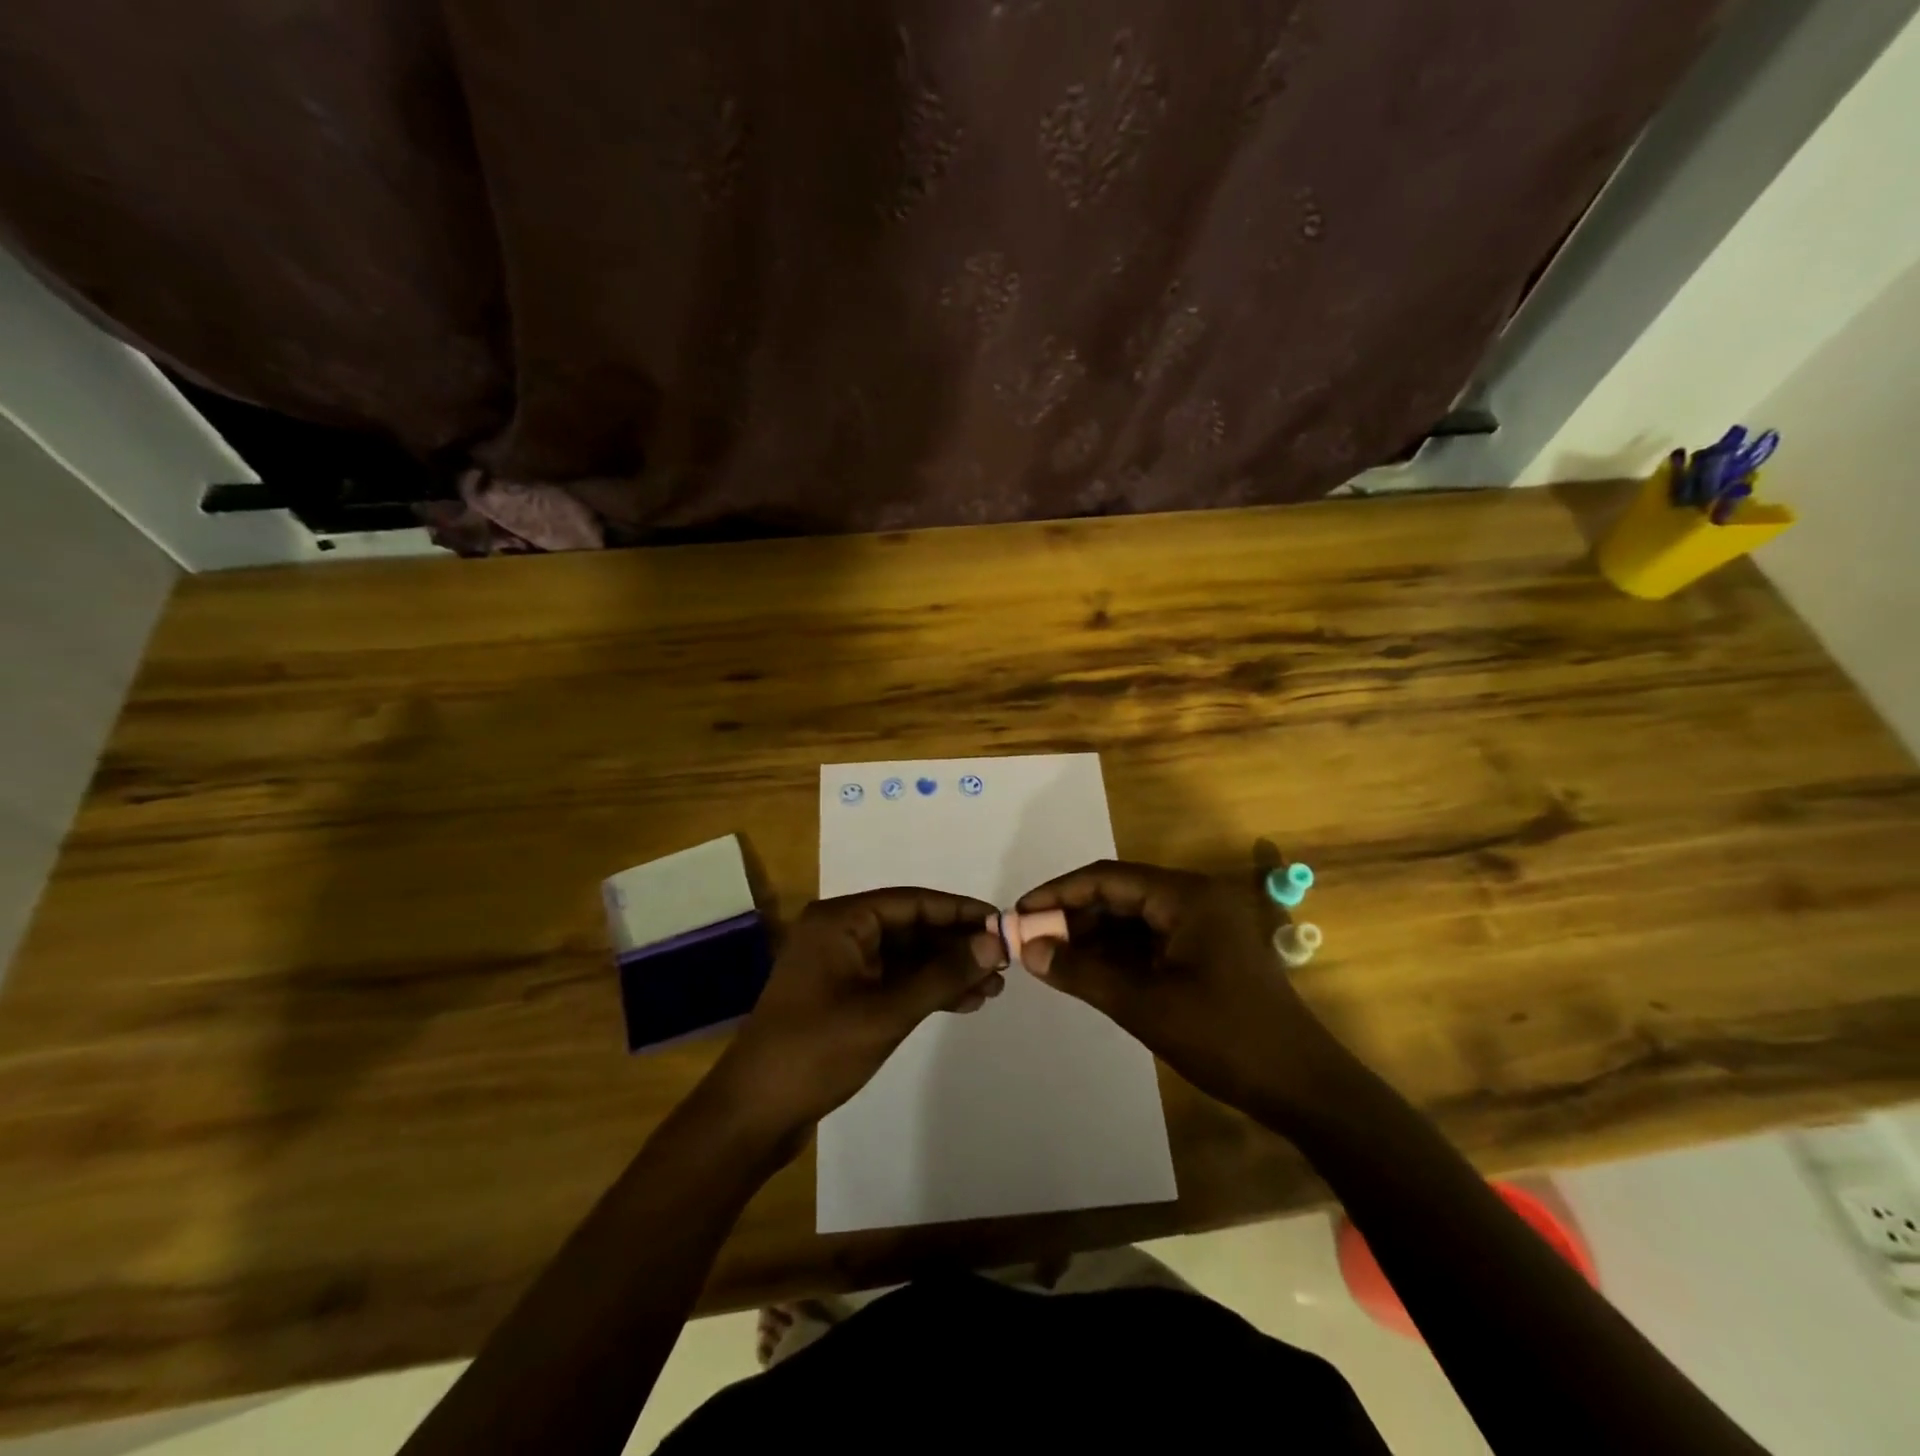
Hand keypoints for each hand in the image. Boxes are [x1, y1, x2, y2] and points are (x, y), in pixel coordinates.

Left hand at [707, 888, 1005, 1138]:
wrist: (755, 1113)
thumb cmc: (817, 1051)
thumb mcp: (887, 1011)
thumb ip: (942, 974)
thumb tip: (993, 943)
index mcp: (840, 920)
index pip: (912, 902)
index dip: (959, 912)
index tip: (1002, 924)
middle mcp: (839, 932)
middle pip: (910, 927)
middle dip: (956, 946)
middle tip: (1003, 964)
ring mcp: (839, 965)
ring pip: (905, 956)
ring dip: (945, 970)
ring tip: (992, 989)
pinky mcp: (842, 995)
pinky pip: (892, 980)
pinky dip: (924, 989)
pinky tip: (962, 1003)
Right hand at [1016, 861, 1354, 1118]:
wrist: (1303, 1088)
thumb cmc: (1225, 1038)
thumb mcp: (1145, 1005)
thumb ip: (1082, 973)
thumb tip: (1029, 950)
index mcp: (1186, 896)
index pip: (1107, 878)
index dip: (1059, 893)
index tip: (1020, 914)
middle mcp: (1194, 899)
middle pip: (1119, 895)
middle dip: (1072, 916)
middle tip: (1031, 942)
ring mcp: (1202, 926)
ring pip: (1132, 919)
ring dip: (1092, 937)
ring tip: (1050, 959)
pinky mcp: (1205, 952)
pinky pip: (1149, 941)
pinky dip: (1116, 955)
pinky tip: (1086, 972)